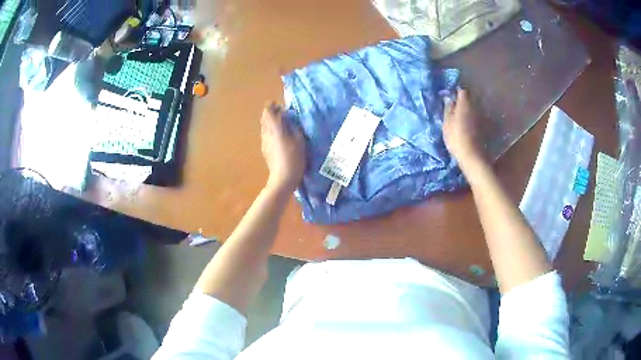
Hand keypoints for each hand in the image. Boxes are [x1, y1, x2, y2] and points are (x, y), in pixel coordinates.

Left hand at [261, 103, 305, 192]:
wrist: (283, 179)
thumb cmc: (294, 159)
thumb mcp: (300, 141)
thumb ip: (294, 127)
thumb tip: (289, 118)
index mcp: (275, 129)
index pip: (268, 112)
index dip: (272, 106)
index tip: (280, 106)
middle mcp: (266, 133)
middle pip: (264, 118)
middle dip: (271, 113)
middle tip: (282, 114)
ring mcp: (264, 142)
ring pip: (264, 126)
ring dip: (271, 122)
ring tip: (282, 125)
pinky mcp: (264, 149)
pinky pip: (265, 134)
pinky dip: (270, 131)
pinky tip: (279, 137)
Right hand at [443, 89, 487, 167]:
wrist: (471, 156)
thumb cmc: (456, 138)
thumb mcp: (447, 123)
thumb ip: (448, 109)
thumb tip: (449, 99)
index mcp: (465, 105)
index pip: (462, 91)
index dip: (456, 91)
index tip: (450, 95)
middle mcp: (475, 108)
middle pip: (469, 99)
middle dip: (462, 100)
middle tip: (453, 104)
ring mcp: (480, 117)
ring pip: (473, 108)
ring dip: (467, 109)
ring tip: (459, 114)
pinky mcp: (482, 127)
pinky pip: (475, 117)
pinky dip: (471, 117)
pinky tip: (465, 123)